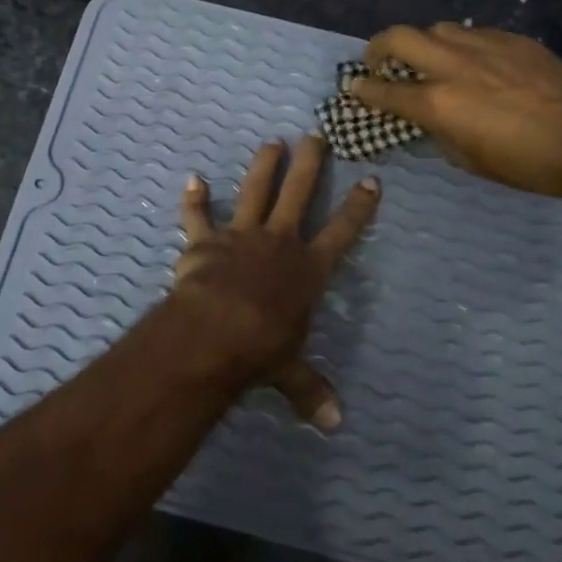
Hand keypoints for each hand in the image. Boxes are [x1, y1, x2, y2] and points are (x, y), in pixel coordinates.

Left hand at [171, 136, 379, 430]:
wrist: (216, 330)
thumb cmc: (262, 348)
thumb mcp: (290, 371)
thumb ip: (309, 391)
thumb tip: (334, 425)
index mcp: (308, 269)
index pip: (342, 232)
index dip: (358, 207)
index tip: (370, 180)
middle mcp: (279, 242)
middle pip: (300, 194)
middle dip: (310, 164)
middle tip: (316, 137)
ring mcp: (241, 235)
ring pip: (255, 190)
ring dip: (264, 166)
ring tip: (272, 143)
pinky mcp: (205, 240)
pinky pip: (198, 215)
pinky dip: (194, 199)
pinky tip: (192, 179)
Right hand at [346, 23, 561, 201]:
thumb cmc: (522, 163)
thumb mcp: (467, 158)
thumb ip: (439, 130)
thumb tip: (430, 117)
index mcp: (437, 103)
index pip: (383, 90)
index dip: (362, 90)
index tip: (354, 88)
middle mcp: (452, 66)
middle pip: (399, 37)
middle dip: (379, 47)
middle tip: (381, 61)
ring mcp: (484, 46)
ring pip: (438, 29)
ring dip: (425, 44)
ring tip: (433, 60)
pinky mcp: (514, 40)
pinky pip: (475, 34)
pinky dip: (464, 46)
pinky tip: (477, 63)